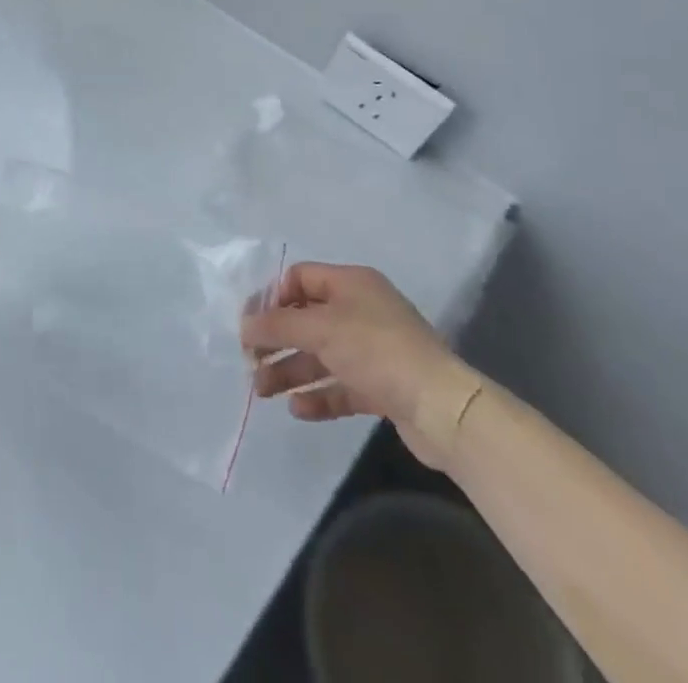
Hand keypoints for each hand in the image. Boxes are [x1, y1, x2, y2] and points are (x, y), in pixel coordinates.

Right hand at [240, 262, 474, 465]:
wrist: (442, 408)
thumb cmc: (376, 350)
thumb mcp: (320, 329)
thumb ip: (277, 325)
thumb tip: (244, 326)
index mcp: (351, 283)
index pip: (301, 278)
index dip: (272, 298)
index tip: (250, 324)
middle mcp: (362, 311)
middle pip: (308, 320)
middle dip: (277, 340)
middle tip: (251, 362)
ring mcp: (374, 350)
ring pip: (321, 356)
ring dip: (290, 370)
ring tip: (263, 391)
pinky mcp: (383, 387)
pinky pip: (341, 386)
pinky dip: (318, 395)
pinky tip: (297, 409)